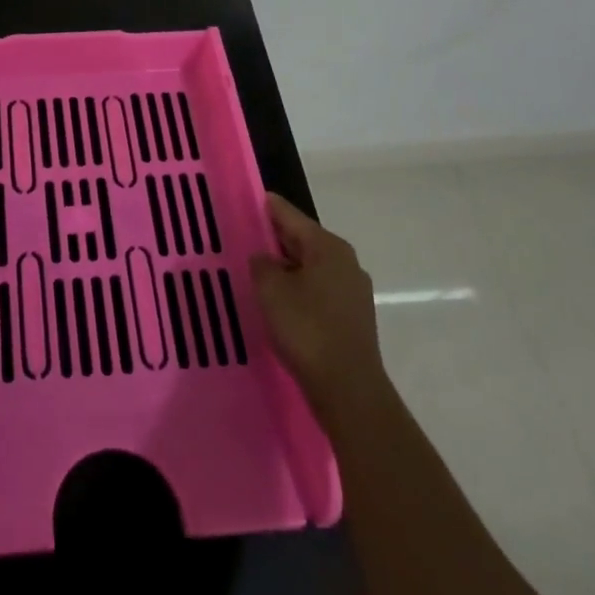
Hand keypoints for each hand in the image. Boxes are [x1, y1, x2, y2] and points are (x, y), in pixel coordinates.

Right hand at [250, 193, 390, 436]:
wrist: (349, 392)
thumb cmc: (307, 330)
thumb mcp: (271, 289)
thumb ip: (261, 263)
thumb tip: (264, 257)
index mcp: (327, 246)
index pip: (288, 214)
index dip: (263, 207)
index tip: (241, 202)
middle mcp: (345, 261)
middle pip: (301, 239)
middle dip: (273, 240)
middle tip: (242, 240)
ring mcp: (353, 291)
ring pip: (310, 267)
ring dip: (285, 268)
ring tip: (256, 274)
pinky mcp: (353, 318)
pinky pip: (318, 291)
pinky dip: (298, 290)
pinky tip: (280, 304)